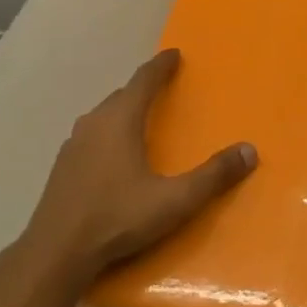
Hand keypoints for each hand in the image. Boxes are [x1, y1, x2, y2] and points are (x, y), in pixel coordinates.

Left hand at [11, 48, 256, 296]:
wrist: (56, 252)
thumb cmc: (117, 218)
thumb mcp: (175, 200)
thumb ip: (213, 176)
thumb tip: (250, 151)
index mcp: (120, 121)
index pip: (144, 81)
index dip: (161, 66)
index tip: (174, 54)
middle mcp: (94, 124)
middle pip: (122, 95)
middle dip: (143, 88)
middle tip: (163, 87)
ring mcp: (73, 145)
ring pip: (103, 116)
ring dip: (123, 110)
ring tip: (140, 118)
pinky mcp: (62, 168)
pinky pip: (91, 136)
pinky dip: (108, 133)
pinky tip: (113, 155)